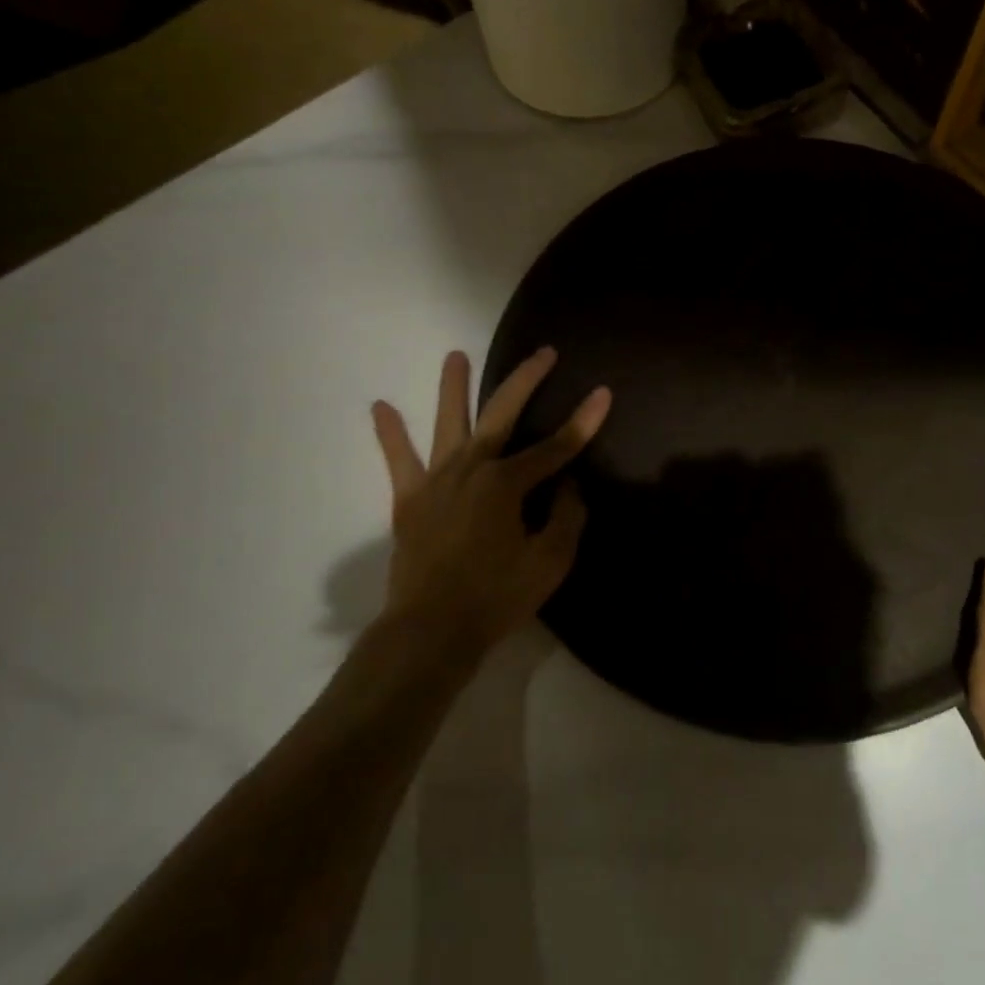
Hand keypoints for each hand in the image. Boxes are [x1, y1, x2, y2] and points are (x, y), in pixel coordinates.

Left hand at [370, 347, 609, 662]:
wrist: (430, 631)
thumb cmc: (497, 597)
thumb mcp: (551, 561)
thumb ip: (566, 516)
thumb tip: (568, 486)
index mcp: (507, 483)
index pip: (557, 447)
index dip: (584, 421)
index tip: (604, 393)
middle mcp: (472, 468)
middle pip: (502, 414)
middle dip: (527, 380)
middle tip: (545, 353)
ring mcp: (437, 480)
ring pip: (447, 423)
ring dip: (452, 387)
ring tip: (455, 355)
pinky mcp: (409, 499)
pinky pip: (398, 460)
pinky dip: (389, 434)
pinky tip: (380, 407)